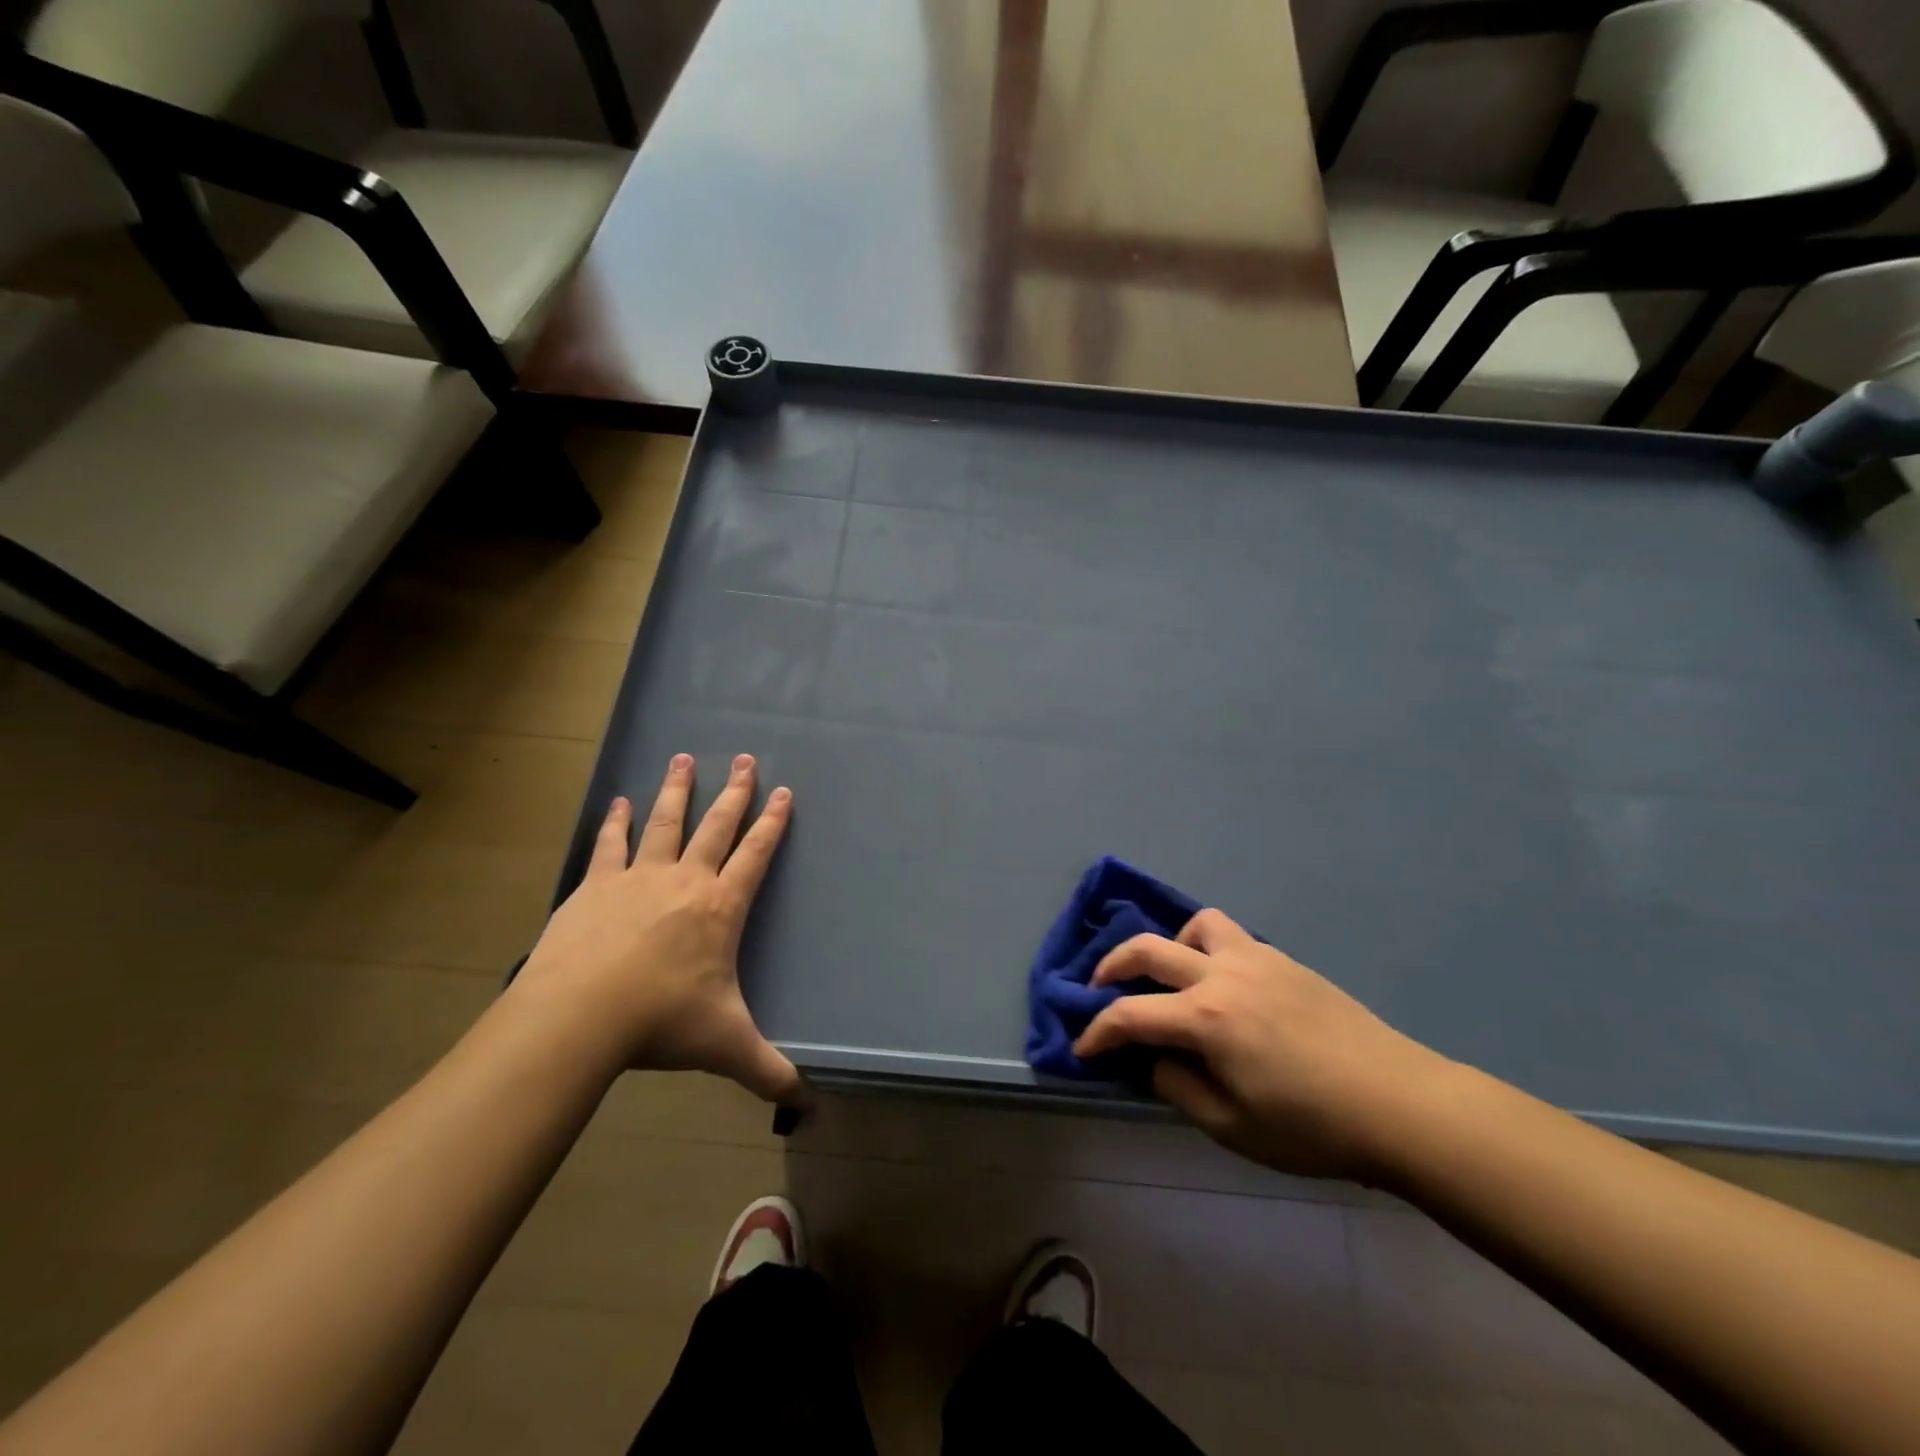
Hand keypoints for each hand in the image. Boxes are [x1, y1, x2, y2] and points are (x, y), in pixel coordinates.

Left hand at [510, 753, 801, 1103]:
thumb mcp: (725, 1045)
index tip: (784, 792)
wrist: (580, 1016)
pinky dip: (617, 821)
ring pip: (666, 822)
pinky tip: (620, 801)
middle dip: (734, 791)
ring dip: (677, 790)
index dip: (773, 823)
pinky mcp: (595, 886)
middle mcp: (685, 880)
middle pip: (716, 825)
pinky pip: (611, 844)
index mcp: (720, 907)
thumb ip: (768, 1071)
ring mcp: (638, 877)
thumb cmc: (662, 1021)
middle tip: (744, 758)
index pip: (756, 855)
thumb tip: (808, 1106)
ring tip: (683, 758)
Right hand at [1074, 910, 1453, 1181]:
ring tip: (1173, 977)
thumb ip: (1179, 1087)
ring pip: (1196, 925)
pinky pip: (1233, 937)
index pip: (1129, 1015)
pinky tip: (1223, 986)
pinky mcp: (1284, 961)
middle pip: (1148, 950)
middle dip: (1111, 966)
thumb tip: (1154, 1058)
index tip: (1083, 1047)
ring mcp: (1256, 959)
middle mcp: (1222, 975)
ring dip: (1171, 945)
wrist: (1400, 1104)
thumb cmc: (1312, 1127)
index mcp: (1206, 1018)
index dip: (1097, 1031)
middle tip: (1098, 989)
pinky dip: (1209, 949)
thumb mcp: (1232, 1127)